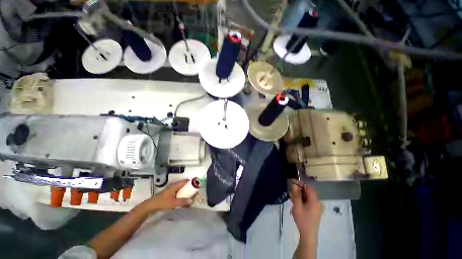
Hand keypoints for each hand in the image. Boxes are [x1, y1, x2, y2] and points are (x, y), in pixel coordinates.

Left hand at [141, 179, 192, 212]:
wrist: (150, 206)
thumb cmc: (162, 202)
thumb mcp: (174, 203)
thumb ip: (183, 202)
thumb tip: (192, 201)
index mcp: (175, 185)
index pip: (185, 181)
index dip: (191, 182)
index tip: (197, 185)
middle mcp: (174, 186)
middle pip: (183, 184)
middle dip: (189, 187)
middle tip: (195, 192)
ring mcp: (171, 189)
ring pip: (180, 188)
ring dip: (185, 191)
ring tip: (190, 195)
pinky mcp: (169, 193)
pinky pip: (178, 191)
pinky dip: (181, 194)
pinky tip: (182, 199)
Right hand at [291, 182, 322, 239]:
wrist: (308, 235)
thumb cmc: (302, 220)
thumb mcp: (297, 207)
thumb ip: (296, 195)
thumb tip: (294, 184)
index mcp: (315, 201)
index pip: (309, 187)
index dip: (301, 184)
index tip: (293, 183)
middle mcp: (318, 202)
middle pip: (309, 191)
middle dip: (300, 190)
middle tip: (292, 193)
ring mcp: (318, 207)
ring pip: (309, 196)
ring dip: (301, 195)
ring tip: (294, 200)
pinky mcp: (316, 210)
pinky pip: (310, 200)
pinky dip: (303, 199)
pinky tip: (298, 205)